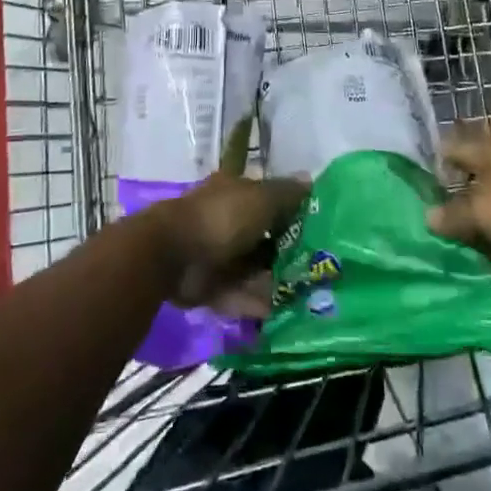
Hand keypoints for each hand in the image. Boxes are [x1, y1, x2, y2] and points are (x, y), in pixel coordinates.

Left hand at [146, 170, 307, 316]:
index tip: (317, 228)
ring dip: (273, 281)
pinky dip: (254, 302)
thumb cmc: (222, 218)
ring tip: (304, 296)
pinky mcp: (209, 285)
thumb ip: (286, 194)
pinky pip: (237, 293)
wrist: (174, 255)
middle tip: (316, 268)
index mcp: (235, 192)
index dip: (290, 210)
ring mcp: (216, 254)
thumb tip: (309, 179)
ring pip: (252, 268)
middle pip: (262, 236)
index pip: (267, 198)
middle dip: (286, 251)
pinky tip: (277, 311)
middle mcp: (226, 220)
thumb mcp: (261, 199)